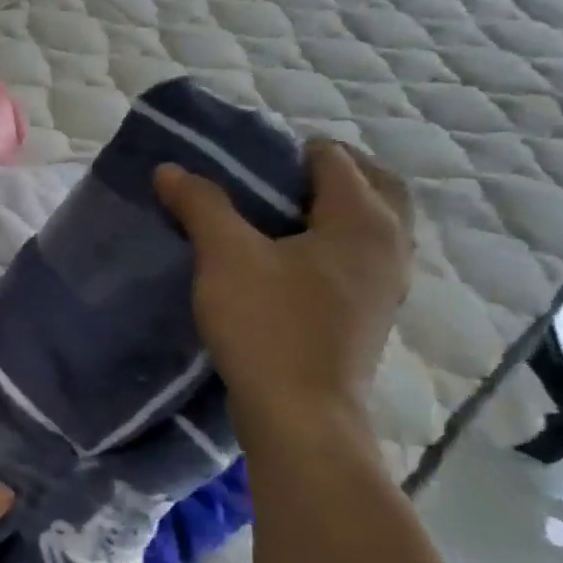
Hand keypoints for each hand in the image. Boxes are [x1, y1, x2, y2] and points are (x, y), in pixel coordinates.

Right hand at [155, 139, 413, 432]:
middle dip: (330, 173)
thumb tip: (171, 169)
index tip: (245, 161)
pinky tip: (292, 261)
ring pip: (372, 225)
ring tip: (280, 215)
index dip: (291, 151)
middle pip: (375, 187)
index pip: (337, 160)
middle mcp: (391, 245)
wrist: (300, 411)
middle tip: (274, 177)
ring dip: (336, 208)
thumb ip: (201, 206)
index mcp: (362, 221)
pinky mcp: (371, 313)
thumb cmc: (266, 324)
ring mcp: (388, 283)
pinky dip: (335, 241)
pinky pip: (362, 256)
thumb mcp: (224, 257)